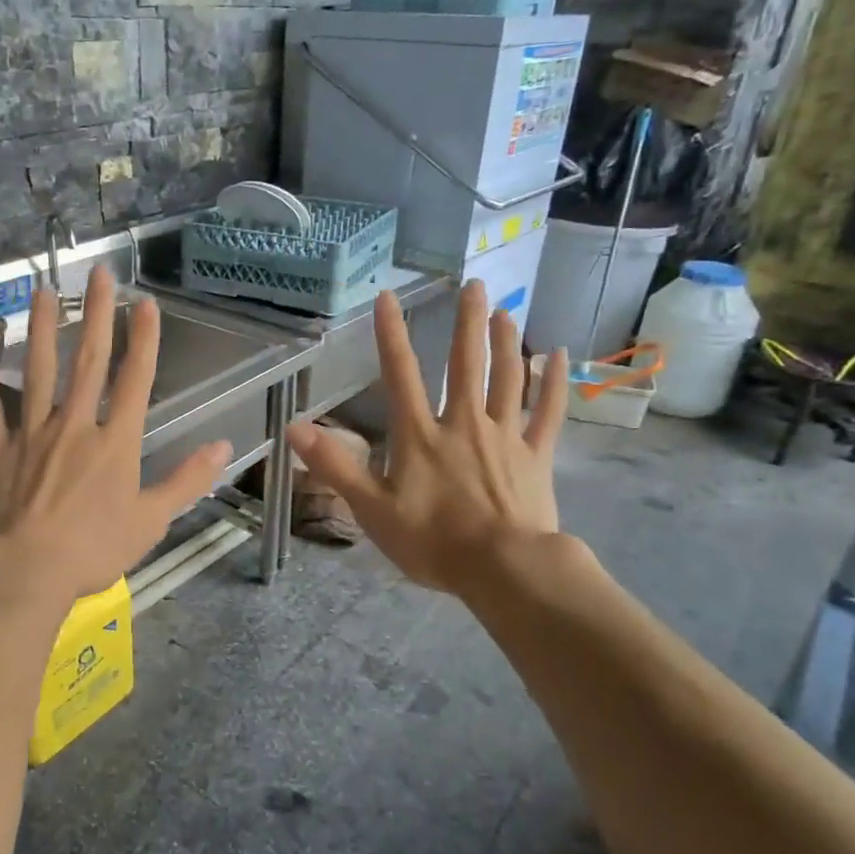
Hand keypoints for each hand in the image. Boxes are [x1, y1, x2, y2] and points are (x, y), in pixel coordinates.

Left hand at [0, 266, 231, 603]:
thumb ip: (188, 480)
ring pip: (38, 371)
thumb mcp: (152, 520)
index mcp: (115, 442)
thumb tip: (224, 446)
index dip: (143, 340)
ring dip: (42, 329)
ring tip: (44, 290)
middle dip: (97, 315)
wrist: (25, 572)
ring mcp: (31, 433)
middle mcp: (75, 425)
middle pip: (88, 362)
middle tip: (100, 274)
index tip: (146, 303)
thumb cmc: (94, 549)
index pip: (134, 380)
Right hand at [285, 281, 570, 597]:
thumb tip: (296, 427)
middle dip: (467, 323)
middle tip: (474, 285)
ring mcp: (503, 436)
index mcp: (420, 434)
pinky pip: (547, 412)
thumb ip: (335, 465)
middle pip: (465, 364)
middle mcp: (463, 422)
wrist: (502, 568)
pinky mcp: (535, 455)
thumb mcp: (371, 508)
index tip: (388, 296)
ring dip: (506, 342)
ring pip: (507, 378)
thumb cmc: (431, 540)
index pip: (400, 375)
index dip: (391, 335)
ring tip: (506, 312)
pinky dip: (553, 383)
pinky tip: (559, 356)